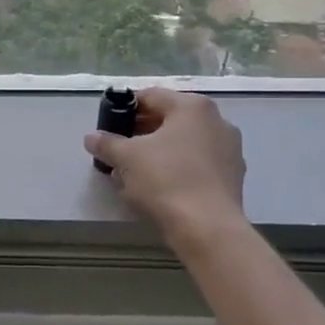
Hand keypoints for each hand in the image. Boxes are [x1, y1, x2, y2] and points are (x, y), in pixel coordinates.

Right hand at [83, 88, 247, 244]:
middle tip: (119, 148)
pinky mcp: (233, 176)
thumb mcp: (126, 158)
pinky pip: (198, 163)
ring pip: (184, 142)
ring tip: (135, 171)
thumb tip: (91, 138)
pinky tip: (160, 187)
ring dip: (159, 151)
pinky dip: (178, 168)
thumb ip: (107, 143)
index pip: (151, 96)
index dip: (125, 108)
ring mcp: (230, 149)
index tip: (109, 125)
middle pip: (170, 119)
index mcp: (192, 107)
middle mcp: (216, 121)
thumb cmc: (165, 180)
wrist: (207, 227)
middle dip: (141, 132)